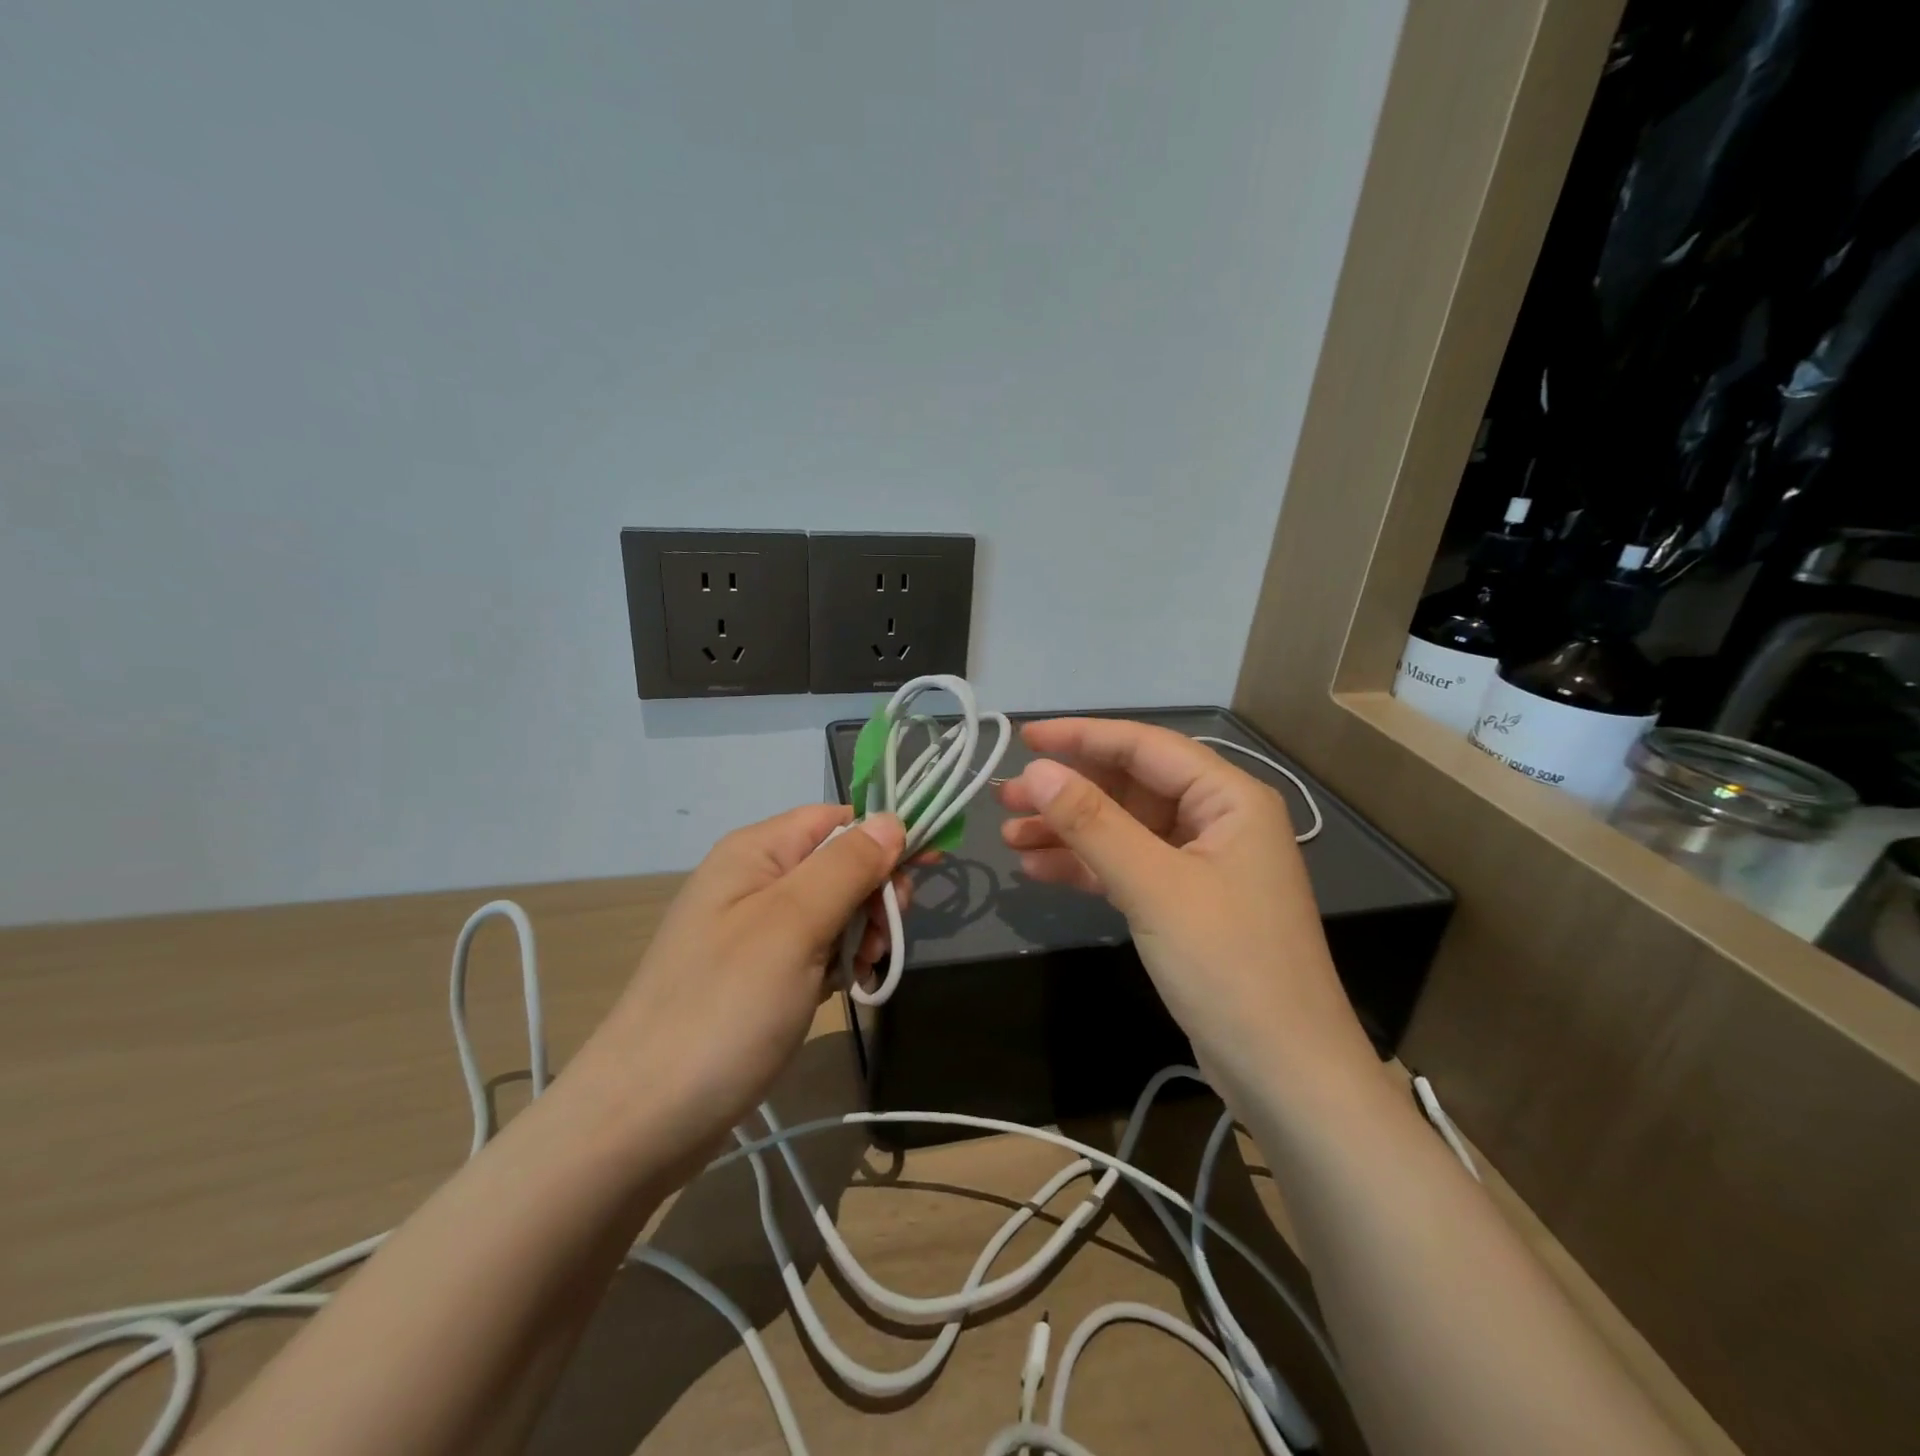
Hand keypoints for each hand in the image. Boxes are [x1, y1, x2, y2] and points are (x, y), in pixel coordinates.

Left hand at [566, 804, 905, 1176]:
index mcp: (755, 852)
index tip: (925, 870)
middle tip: (883, 939)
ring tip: (862, 973)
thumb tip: (892, 820)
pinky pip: (814, 949)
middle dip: (872, 894)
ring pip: (832, 910)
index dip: (883, 837)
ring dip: (860, 934)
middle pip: (837, 863)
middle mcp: (752, 881)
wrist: (643, 1118)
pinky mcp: (756, 976)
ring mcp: (752, 931)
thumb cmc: (724, 1008)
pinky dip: (838, 963)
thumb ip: (847, 866)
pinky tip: (845, 990)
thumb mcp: (793, 925)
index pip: (836, 819)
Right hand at [996, 719, 1374, 1101]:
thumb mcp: (1154, 887)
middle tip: (1006, 798)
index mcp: (1229, 798)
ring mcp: (1200, 864)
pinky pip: (1127, 867)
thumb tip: (1037, 770)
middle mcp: (1217, 820)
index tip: (1023, 737)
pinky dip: (1085, 866)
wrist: (1284, 1073)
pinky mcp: (1184, 903)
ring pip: (1123, 829)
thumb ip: (1093, 823)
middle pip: (1130, 787)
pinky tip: (1038, 869)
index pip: (1145, 747)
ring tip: (1009, 836)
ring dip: (1068, 830)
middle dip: (1068, 791)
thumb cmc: (1229, 966)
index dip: (1082, 738)